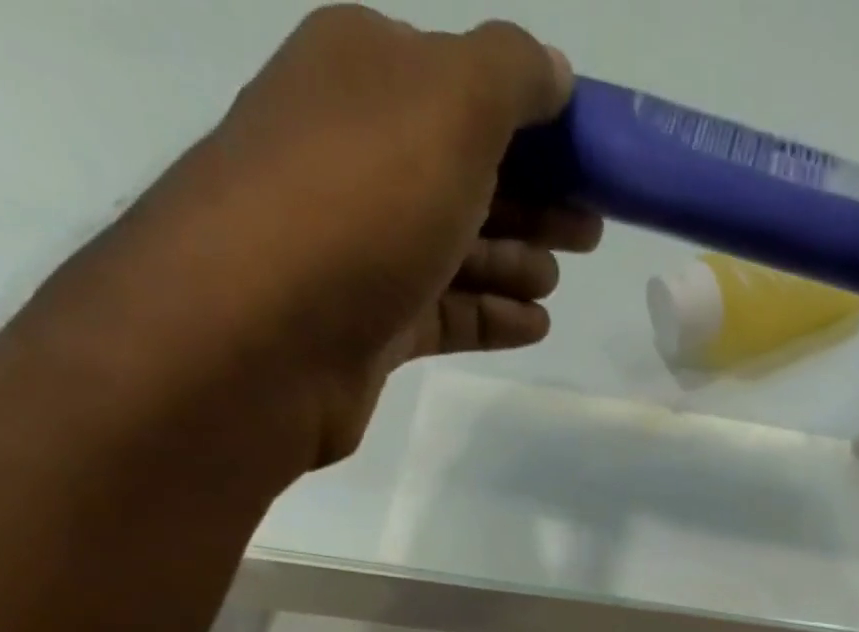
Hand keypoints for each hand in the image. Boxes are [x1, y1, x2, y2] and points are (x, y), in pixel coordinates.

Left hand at [75, 6, 599, 469]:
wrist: (262, 333)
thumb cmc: (361, 201)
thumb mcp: (449, 103)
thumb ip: (510, 75)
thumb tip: (553, 71)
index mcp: (368, 73)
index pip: (468, 87)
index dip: (540, 126)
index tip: (596, 165)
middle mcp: (358, 151)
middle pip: (467, 173)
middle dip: (536, 201)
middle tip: (590, 231)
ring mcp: (361, 245)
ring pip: (456, 248)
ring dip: (514, 262)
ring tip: (555, 282)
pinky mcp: (370, 322)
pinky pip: (446, 312)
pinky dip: (491, 316)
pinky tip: (535, 326)